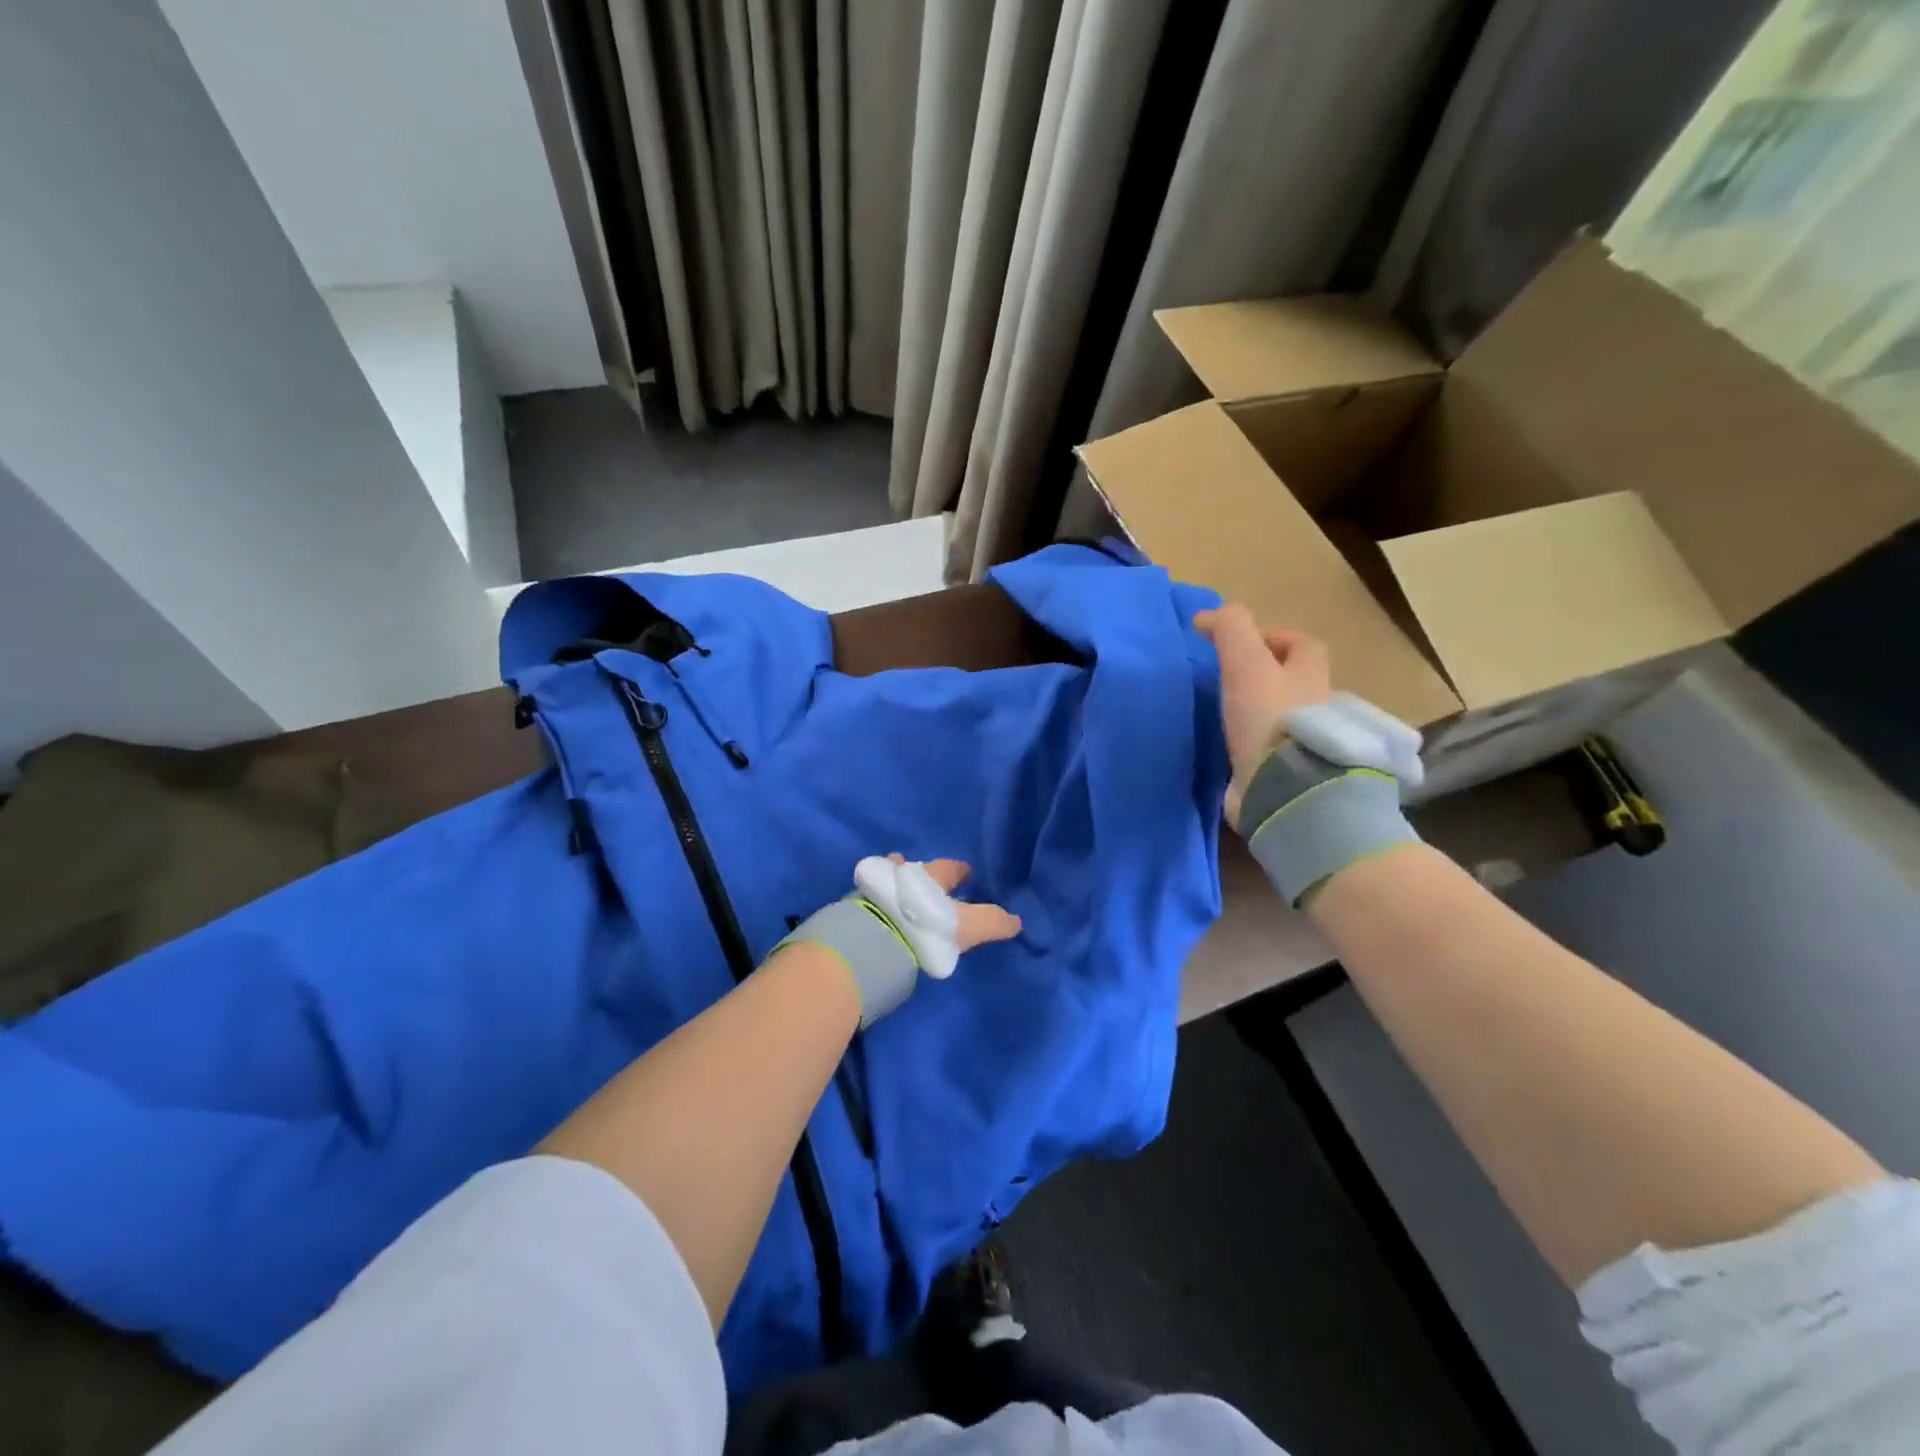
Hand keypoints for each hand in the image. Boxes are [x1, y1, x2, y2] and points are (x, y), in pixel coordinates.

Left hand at [888, 855, 1021, 952]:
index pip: (951, 867)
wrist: (876, 939)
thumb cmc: (928, 925)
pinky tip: (883, 910)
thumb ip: (993, 923)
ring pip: (893, 878)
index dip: (959, 870)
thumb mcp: (968, 926)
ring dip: (899, 882)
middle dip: (925, 873)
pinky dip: (881, 899)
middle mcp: (906, 874)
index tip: (965, 873)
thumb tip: (1017, 921)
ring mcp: (879, 887)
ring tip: (903, 892)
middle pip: (918, 869)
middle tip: (931, 881)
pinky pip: (875, 896)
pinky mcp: (860, 905)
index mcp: (934, 876)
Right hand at [1193, 604, 1330, 825]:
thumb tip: (1205, 616)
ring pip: (1285, 720)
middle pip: (1297, 684)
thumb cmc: (1268, 717)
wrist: (1284, 787)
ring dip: (1263, 716)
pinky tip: (1232, 753)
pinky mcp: (1291, 776)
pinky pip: (1273, 755)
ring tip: (1227, 719)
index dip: (1275, 637)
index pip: (1303, 645)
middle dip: (1270, 679)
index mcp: (1311, 677)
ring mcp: (1307, 746)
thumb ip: (1230, 630)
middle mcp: (1318, 709)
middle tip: (1232, 683)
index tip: (1242, 644)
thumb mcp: (1245, 662)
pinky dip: (1256, 750)